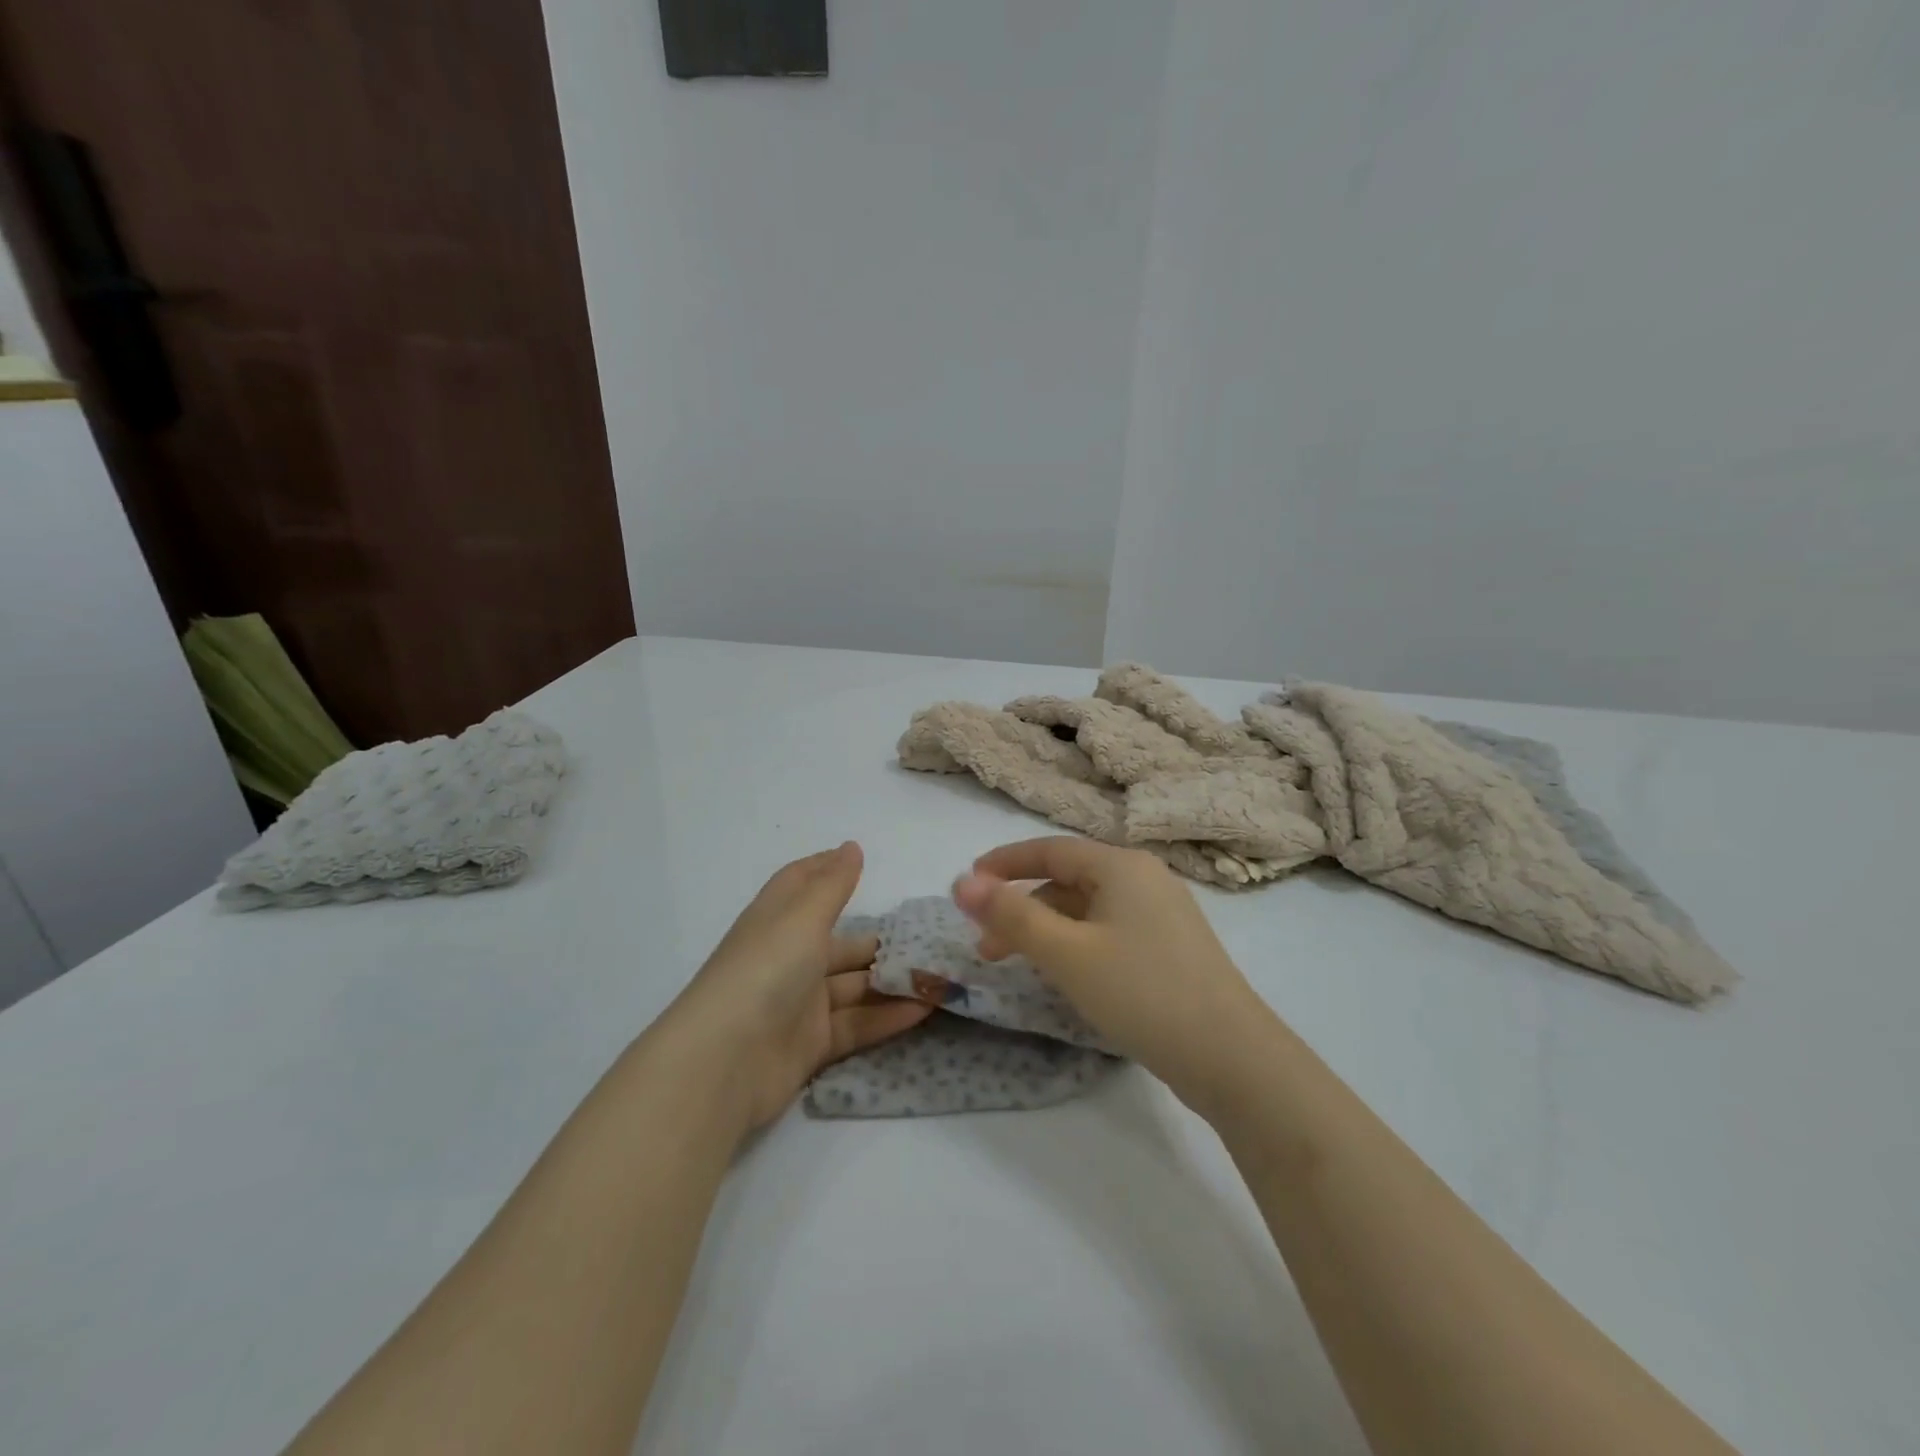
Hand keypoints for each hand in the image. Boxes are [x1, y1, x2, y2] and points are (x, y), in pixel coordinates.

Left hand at [671, 842, 933, 1133]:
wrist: (724, 1064)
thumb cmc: (765, 971)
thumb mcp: (802, 918)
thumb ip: (833, 885)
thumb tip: (851, 846)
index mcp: (777, 921)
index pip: (801, 884)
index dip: (827, 869)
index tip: (862, 858)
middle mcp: (788, 958)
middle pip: (840, 943)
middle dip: (881, 942)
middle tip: (930, 941)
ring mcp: (799, 1004)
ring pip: (854, 986)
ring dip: (892, 982)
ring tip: (940, 977)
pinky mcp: (811, 1044)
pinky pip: (856, 1023)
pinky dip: (887, 1017)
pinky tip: (925, 1010)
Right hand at [952, 838, 1274, 1110]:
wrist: (1232, 1058)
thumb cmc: (1142, 992)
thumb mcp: (1067, 953)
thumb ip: (1011, 916)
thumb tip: (962, 882)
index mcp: (1121, 866)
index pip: (1050, 849)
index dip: (1004, 863)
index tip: (968, 882)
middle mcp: (1144, 879)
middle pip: (1067, 881)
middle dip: (1021, 908)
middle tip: (985, 946)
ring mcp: (1162, 915)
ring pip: (1088, 910)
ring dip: (1047, 931)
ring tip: (1018, 967)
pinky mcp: (1171, 949)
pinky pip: (1109, 932)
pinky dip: (1076, 945)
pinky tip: (1065, 976)